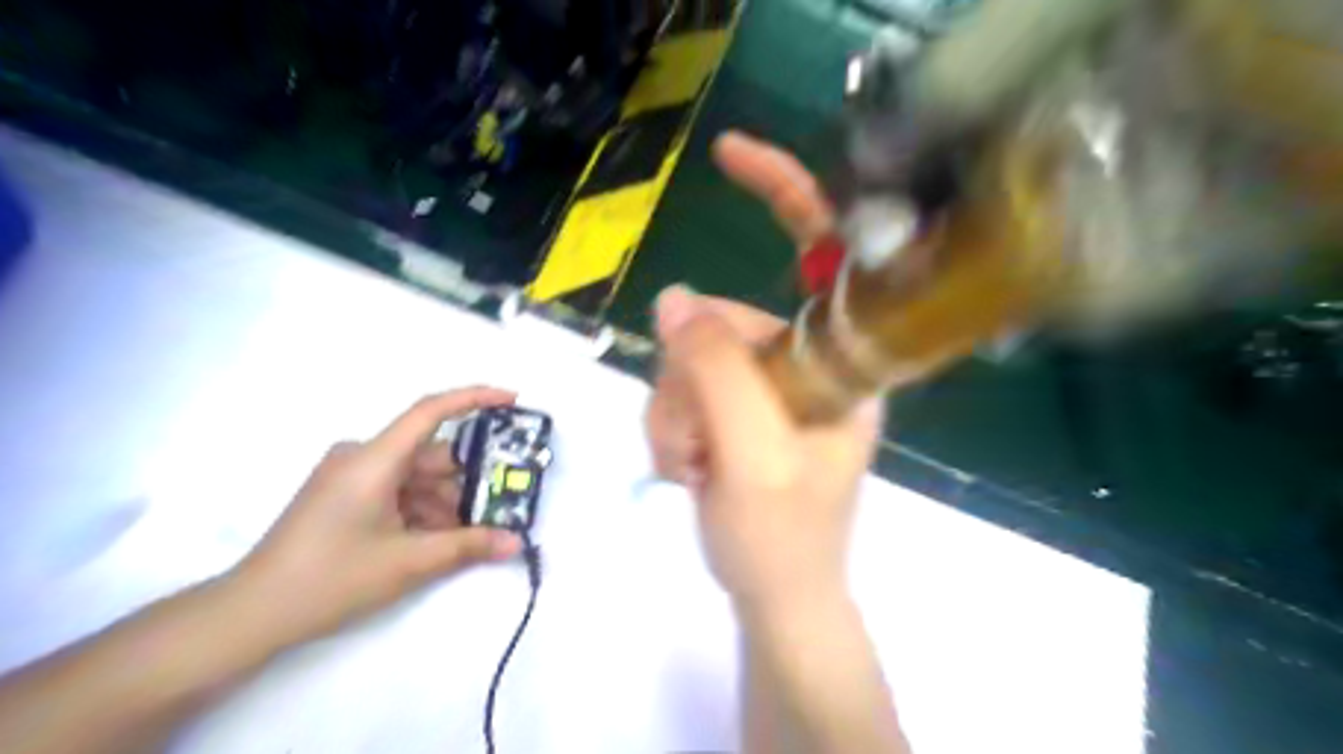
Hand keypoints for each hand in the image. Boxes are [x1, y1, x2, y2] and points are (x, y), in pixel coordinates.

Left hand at [230, 392, 523, 645]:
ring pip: (415, 477)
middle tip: (504, 500)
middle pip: (429, 455)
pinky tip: (438, 539)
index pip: (430, 411)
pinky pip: (397, 491)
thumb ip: (468, 546)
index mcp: (374, 459)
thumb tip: (516, 542)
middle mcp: (362, 457)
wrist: (251, 614)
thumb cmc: (330, 579)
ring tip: (473, 534)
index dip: (475, 398)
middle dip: (467, 479)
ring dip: (446, 502)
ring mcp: (350, 477)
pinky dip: (422, 510)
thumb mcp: (408, 562)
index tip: (512, 400)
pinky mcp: (344, 497)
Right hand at [648, 130, 889, 612]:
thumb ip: (717, 372)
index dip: (784, 194)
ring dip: (675, 415)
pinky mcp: (738, 407)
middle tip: (695, 447)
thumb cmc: (782, 538)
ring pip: (692, 360)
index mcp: (843, 362)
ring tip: (691, 467)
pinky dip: (671, 428)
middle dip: (689, 383)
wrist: (775, 597)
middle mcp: (808, 361)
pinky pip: (683, 389)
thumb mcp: (751, 455)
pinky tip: (686, 467)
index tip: (727, 154)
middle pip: (723, 322)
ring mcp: (768, 385)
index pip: (822, 255)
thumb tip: (675, 299)